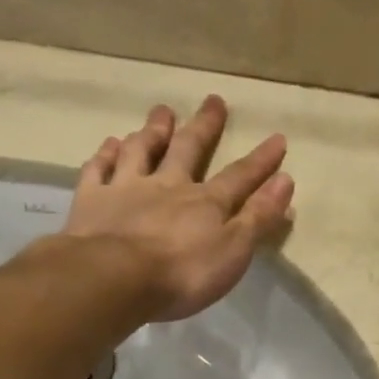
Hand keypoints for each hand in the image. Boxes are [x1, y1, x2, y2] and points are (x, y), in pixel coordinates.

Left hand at [61, 95, 292, 322]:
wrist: (113, 278)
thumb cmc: (182, 273)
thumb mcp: (234, 250)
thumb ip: (259, 216)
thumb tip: (285, 180)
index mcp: (206, 202)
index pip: (240, 176)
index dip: (262, 159)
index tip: (277, 138)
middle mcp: (168, 186)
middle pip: (189, 150)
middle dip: (204, 126)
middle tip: (213, 101)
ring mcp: (127, 189)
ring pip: (142, 151)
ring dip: (154, 131)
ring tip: (162, 111)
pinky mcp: (92, 201)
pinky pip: (100, 170)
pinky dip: (106, 155)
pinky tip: (110, 144)